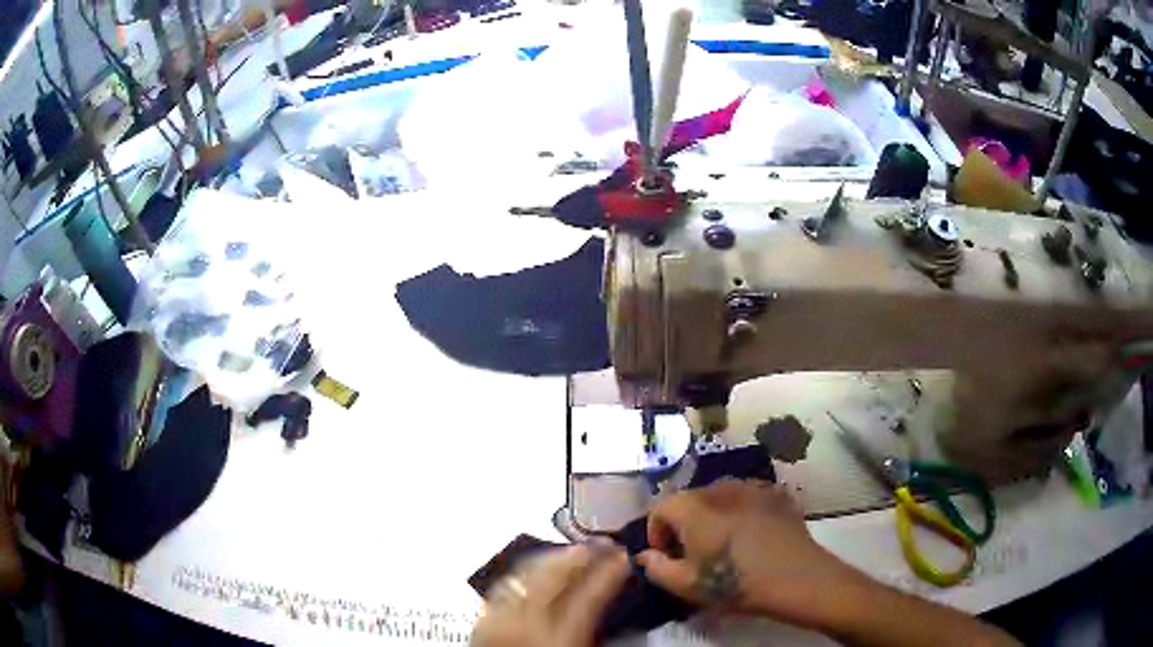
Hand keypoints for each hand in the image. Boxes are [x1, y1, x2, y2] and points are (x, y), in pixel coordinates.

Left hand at [471, 545, 629, 646]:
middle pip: (553, 576)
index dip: (610, 573)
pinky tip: (535, 574)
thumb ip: (594, 635)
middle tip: (600, 545)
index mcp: (558, 642)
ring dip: (551, 560)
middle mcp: (524, 625)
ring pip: (525, 575)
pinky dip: (525, 574)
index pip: (590, 596)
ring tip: (571, 554)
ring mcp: (497, 620)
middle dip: (580, 555)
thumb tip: (606, 608)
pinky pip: (504, 587)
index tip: (624, 558)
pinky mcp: (480, 622)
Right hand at [637, 479, 859, 628]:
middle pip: (690, 501)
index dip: (656, 533)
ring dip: (713, 516)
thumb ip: (655, 567)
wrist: (796, 577)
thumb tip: (644, 554)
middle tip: (694, 554)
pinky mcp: (777, 494)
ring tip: (724, 543)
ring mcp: (752, 486)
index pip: (660, 509)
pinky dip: (741, 512)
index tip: (666, 556)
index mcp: (693, 507)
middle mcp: (720, 487)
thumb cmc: (735, 583)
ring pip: (720, 497)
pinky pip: (748, 498)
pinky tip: (752, 535)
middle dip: (685, 525)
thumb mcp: (685, 585)